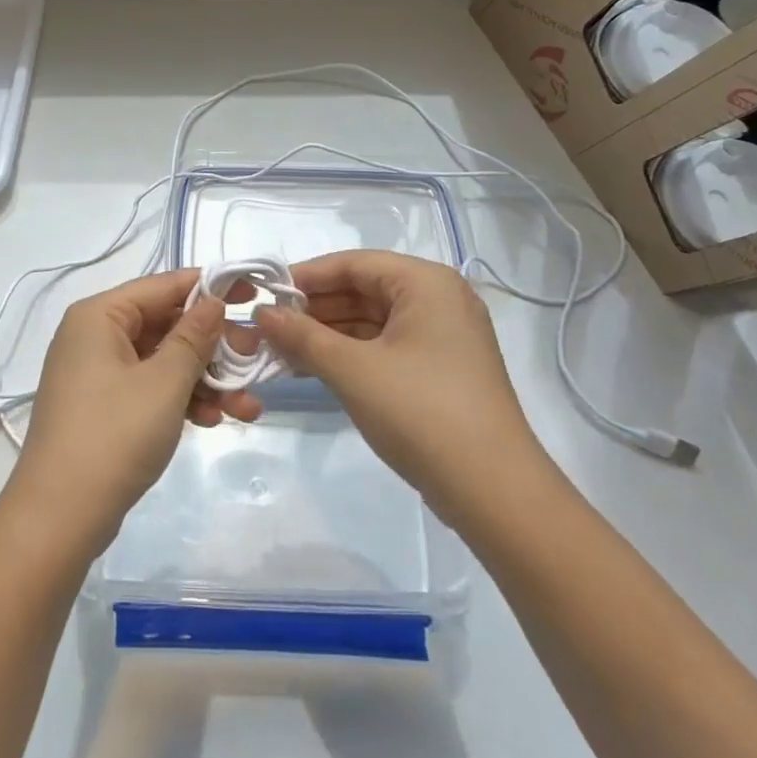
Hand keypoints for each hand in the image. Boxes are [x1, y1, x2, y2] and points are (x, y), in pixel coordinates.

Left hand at [7, 269, 262, 560]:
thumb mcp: (164, 382)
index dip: (209, 286)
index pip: (162, 285)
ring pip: (162, 361)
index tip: (251, 294)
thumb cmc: (114, 435)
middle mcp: (94, 336)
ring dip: (205, 379)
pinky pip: (150, 388)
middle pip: (165, 324)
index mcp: (99, 316)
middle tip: (254, 359)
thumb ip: (193, 337)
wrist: (59, 519)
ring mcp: (97, 373)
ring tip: (246, 405)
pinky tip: (216, 419)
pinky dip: (181, 399)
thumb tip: (213, 301)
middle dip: (213, 345)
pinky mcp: (103, 407)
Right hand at [251, 251, 549, 536]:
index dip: (305, 277)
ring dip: (327, 333)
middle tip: (267, 327)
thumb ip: (302, 335)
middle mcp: (438, 299)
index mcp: (425, 283)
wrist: (495, 494)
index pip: (353, 263)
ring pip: (372, 320)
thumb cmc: (421, 412)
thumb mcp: (352, 370)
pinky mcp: (440, 370)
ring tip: (281, 349)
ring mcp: (442, 337)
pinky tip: (313, 367)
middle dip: (314, 309)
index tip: (263, 294)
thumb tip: (261, 313)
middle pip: (363, 290)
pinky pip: (385, 346)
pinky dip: (350, 354)